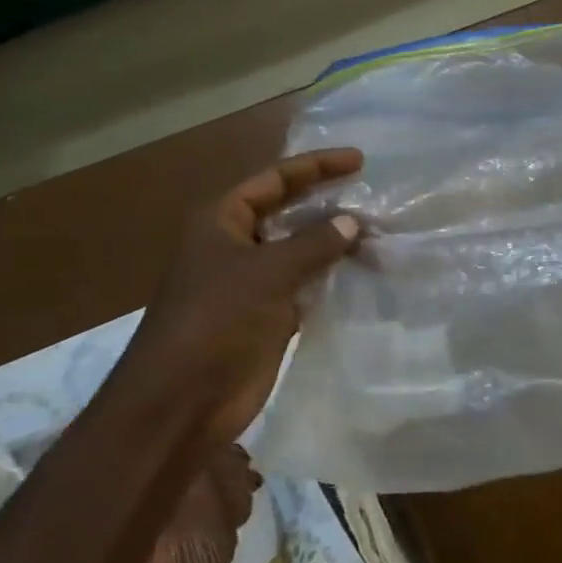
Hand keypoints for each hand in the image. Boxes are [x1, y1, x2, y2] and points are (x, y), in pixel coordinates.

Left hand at [107, 149, 363, 438]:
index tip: (360, 161)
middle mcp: (236, 246)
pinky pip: (305, 286)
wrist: (182, 402)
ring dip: (334, 243)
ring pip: (300, 251)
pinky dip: (332, 278)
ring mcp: (252, 283)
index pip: (273, 179)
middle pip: (288, 212)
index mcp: (221, 222)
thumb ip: (314, 243)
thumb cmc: (216, 321)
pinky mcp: (268, 316)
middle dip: (328, 203)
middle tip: (374, 196)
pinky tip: (364, 273)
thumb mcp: (267, 272)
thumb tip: (352, 221)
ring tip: (379, 233)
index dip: (315, 166)